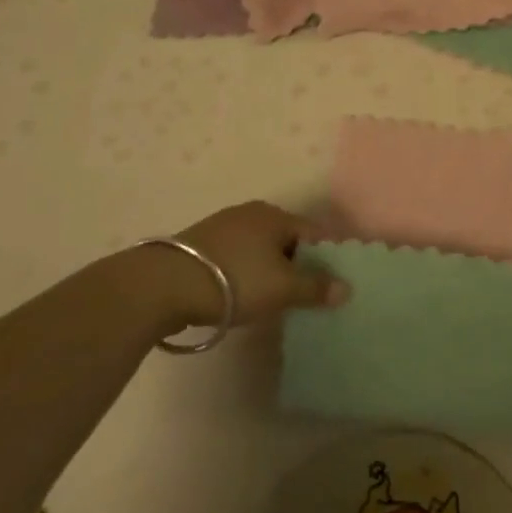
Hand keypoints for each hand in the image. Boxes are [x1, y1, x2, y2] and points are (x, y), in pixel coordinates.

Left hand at [166, 200, 348, 328]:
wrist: (165, 285)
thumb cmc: (235, 280)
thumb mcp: (282, 288)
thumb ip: (316, 288)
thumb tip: (347, 288)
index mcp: (276, 215)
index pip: (315, 233)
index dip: (328, 258)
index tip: (333, 285)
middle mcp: (252, 213)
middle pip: (287, 239)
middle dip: (299, 265)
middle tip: (305, 296)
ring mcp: (224, 226)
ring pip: (261, 249)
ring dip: (271, 270)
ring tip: (275, 299)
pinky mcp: (201, 245)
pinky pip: (238, 257)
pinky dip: (247, 273)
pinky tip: (243, 294)